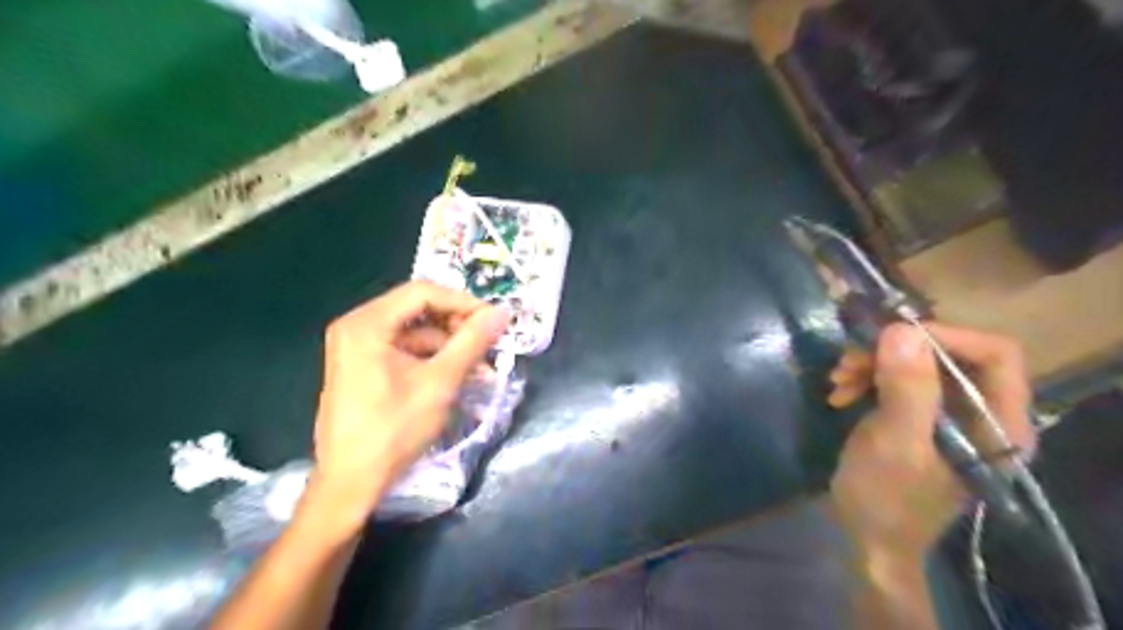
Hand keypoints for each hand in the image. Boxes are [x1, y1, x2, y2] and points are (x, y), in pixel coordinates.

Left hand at [297, 281, 510, 535]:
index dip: (463, 302)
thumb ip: (472, 342)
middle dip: (457, 325)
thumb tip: (502, 313)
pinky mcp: (362, 366)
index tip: (494, 320)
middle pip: (418, 310)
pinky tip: (457, 376)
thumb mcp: (440, 383)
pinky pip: (405, 349)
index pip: (423, 293)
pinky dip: (432, 359)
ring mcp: (357, 347)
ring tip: (481, 366)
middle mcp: (357, 326)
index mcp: (367, 324)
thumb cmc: (393, 430)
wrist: (350, 483)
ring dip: (449, 345)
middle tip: (489, 342)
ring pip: (415, 331)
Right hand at [823, 322, 1033, 558]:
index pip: (995, 354)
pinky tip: (839, 392)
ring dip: (872, 364)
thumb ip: (907, 389)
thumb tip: (901, 329)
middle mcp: (980, 412)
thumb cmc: (888, 498)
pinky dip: (866, 378)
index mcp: (998, 423)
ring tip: (838, 378)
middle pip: (948, 354)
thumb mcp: (896, 443)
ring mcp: (946, 413)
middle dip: (895, 351)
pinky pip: (896, 378)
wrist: (867, 535)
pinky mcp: (917, 415)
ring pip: (916, 363)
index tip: (890, 336)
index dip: (945, 336)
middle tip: (850, 359)